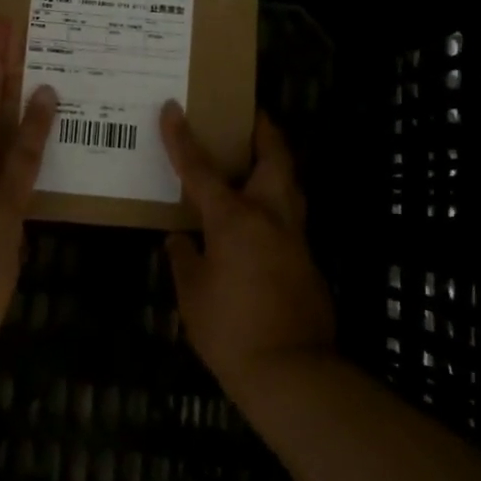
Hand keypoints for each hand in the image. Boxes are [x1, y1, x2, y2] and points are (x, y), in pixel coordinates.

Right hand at [159, 103, 336, 400]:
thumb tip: (180, 239)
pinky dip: (274, 204)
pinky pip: (290, 217)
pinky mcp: (308, 261)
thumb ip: (184, 258)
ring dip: (276, 164)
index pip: (201, 169)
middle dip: (264, 131)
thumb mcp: (192, 292)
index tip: (172, 108)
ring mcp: (295, 238)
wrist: (291, 372)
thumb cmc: (230, 329)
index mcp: (235, 219)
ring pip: (290, 185)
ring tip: (256, 159)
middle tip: (250, 117)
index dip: (183, 137)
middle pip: (274, 158)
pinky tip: (257, 221)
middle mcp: (270, 217)